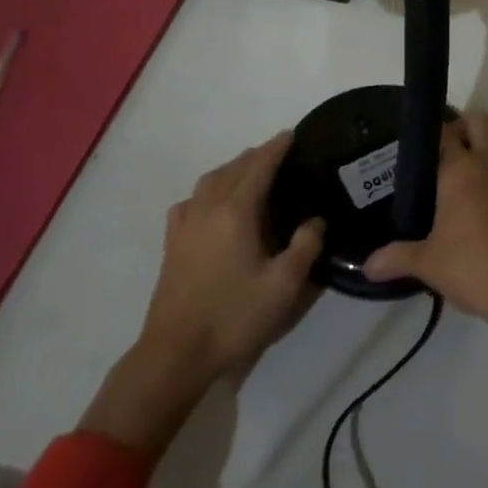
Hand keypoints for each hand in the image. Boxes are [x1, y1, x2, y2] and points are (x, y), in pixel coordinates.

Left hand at [80, 133, 323, 458]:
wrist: (176, 353)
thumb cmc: (234, 316)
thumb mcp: (284, 285)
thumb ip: (305, 246)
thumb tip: (315, 220)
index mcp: (236, 211)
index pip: (259, 166)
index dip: (276, 148)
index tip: (292, 134)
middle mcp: (208, 207)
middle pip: (233, 168)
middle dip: (256, 156)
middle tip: (279, 154)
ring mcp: (185, 224)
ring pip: (209, 180)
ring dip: (232, 169)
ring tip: (250, 172)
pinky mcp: (172, 243)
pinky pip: (191, 200)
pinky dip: (207, 190)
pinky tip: (211, 204)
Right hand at [363, 114, 487, 366]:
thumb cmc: (474, 269)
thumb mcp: (428, 265)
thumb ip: (396, 258)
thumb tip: (367, 266)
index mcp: (460, 171)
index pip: (443, 133)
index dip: (433, 134)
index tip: (424, 146)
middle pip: (480, 121)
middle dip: (465, 128)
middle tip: (452, 151)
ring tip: (483, 157)